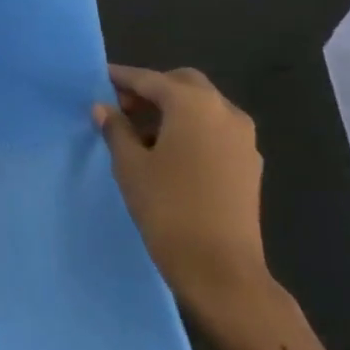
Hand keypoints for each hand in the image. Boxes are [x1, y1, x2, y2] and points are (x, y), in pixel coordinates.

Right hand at [95, 65, 280, 330]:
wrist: (222, 270)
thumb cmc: (168, 208)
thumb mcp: (130, 165)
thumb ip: (116, 129)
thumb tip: (104, 108)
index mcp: (192, 104)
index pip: (150, 79)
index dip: (122, 78)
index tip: (100, 79)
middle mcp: (224, 111)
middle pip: (183, 84)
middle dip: (153, 90)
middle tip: (122, 107)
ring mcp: (243, 138)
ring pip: (203, 107)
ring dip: (174, 110)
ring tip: (141, 133)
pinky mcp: (250, 164)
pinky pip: (216, 130)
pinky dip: (192, 129)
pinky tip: (170, 153)